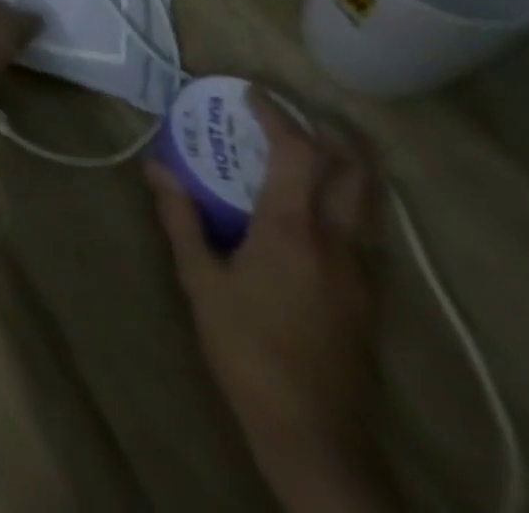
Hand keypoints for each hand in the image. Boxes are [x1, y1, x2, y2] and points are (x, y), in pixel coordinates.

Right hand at [147, 90, 398, 512]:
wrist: (315, 436)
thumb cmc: (248, 350)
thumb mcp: (200, 281)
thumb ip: (181, 218)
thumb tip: (156, 167)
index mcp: (293, 230)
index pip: (298, 152)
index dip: (277, 114)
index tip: (251, 93)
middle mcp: (338, 241)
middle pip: (354, 169)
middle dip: (328, 131)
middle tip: (291, 115)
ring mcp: (364, 270)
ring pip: (370, 199)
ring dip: (344, 163)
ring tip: (306, 151)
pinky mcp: (372, 296)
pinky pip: (367, 227)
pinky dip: (347, 198)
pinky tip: (316, 209)